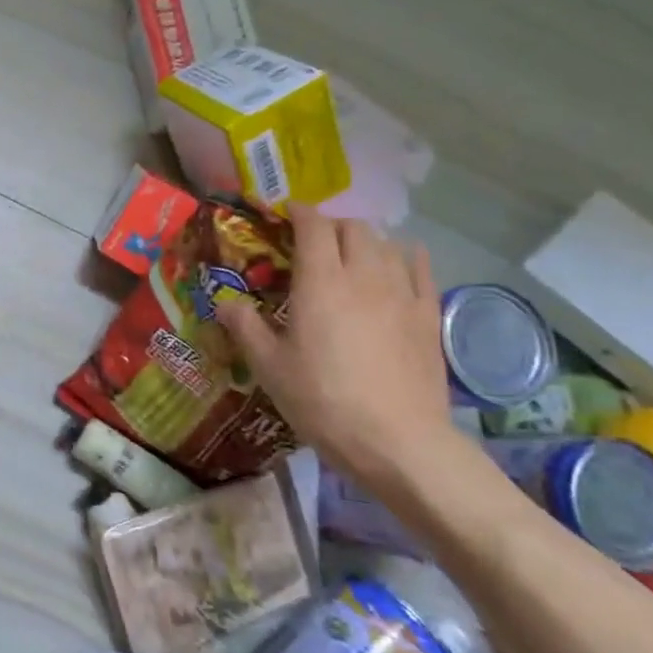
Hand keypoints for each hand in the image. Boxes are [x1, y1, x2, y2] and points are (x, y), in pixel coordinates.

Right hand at [218, 202, 454, 490]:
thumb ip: (245, 328)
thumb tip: (225, 304)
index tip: (284, 213)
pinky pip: (420, 269)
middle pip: (353, 227)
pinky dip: (405, 256)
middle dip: (330, 224)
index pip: (313, 226)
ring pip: (387, 243)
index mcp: (320, 282)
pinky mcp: (428, 315)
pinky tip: (399, 263)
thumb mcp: (268, 367)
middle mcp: (364, 275)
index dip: (298, 212)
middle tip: (310, 241)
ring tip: (349, 255)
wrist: (397, 441)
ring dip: (364, 240)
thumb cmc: (323, 400)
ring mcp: (402, 293)